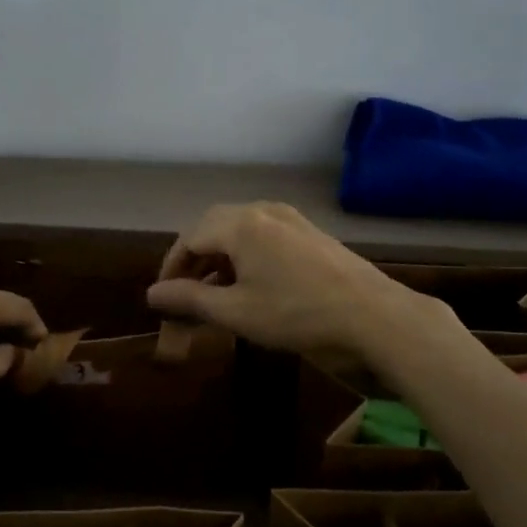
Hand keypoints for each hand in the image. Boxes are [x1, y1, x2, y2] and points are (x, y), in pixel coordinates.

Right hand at [146, 202, 429, 360]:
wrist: (374, 316)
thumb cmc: (297, 314)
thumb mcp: (237, 312)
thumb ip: (190, 299)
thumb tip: (152, 293)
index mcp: (240, 224)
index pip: (189, 238)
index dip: (171, 267)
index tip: (164, 298)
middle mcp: (262, 211)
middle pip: (213, 227)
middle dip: (194, 260)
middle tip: (186, 293)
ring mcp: (290, 218)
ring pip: (240, 230)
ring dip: (220, 257)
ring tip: (216, 292)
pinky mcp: (310, 232)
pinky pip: (264, 235)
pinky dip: (246, 255)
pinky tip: (251, 284)